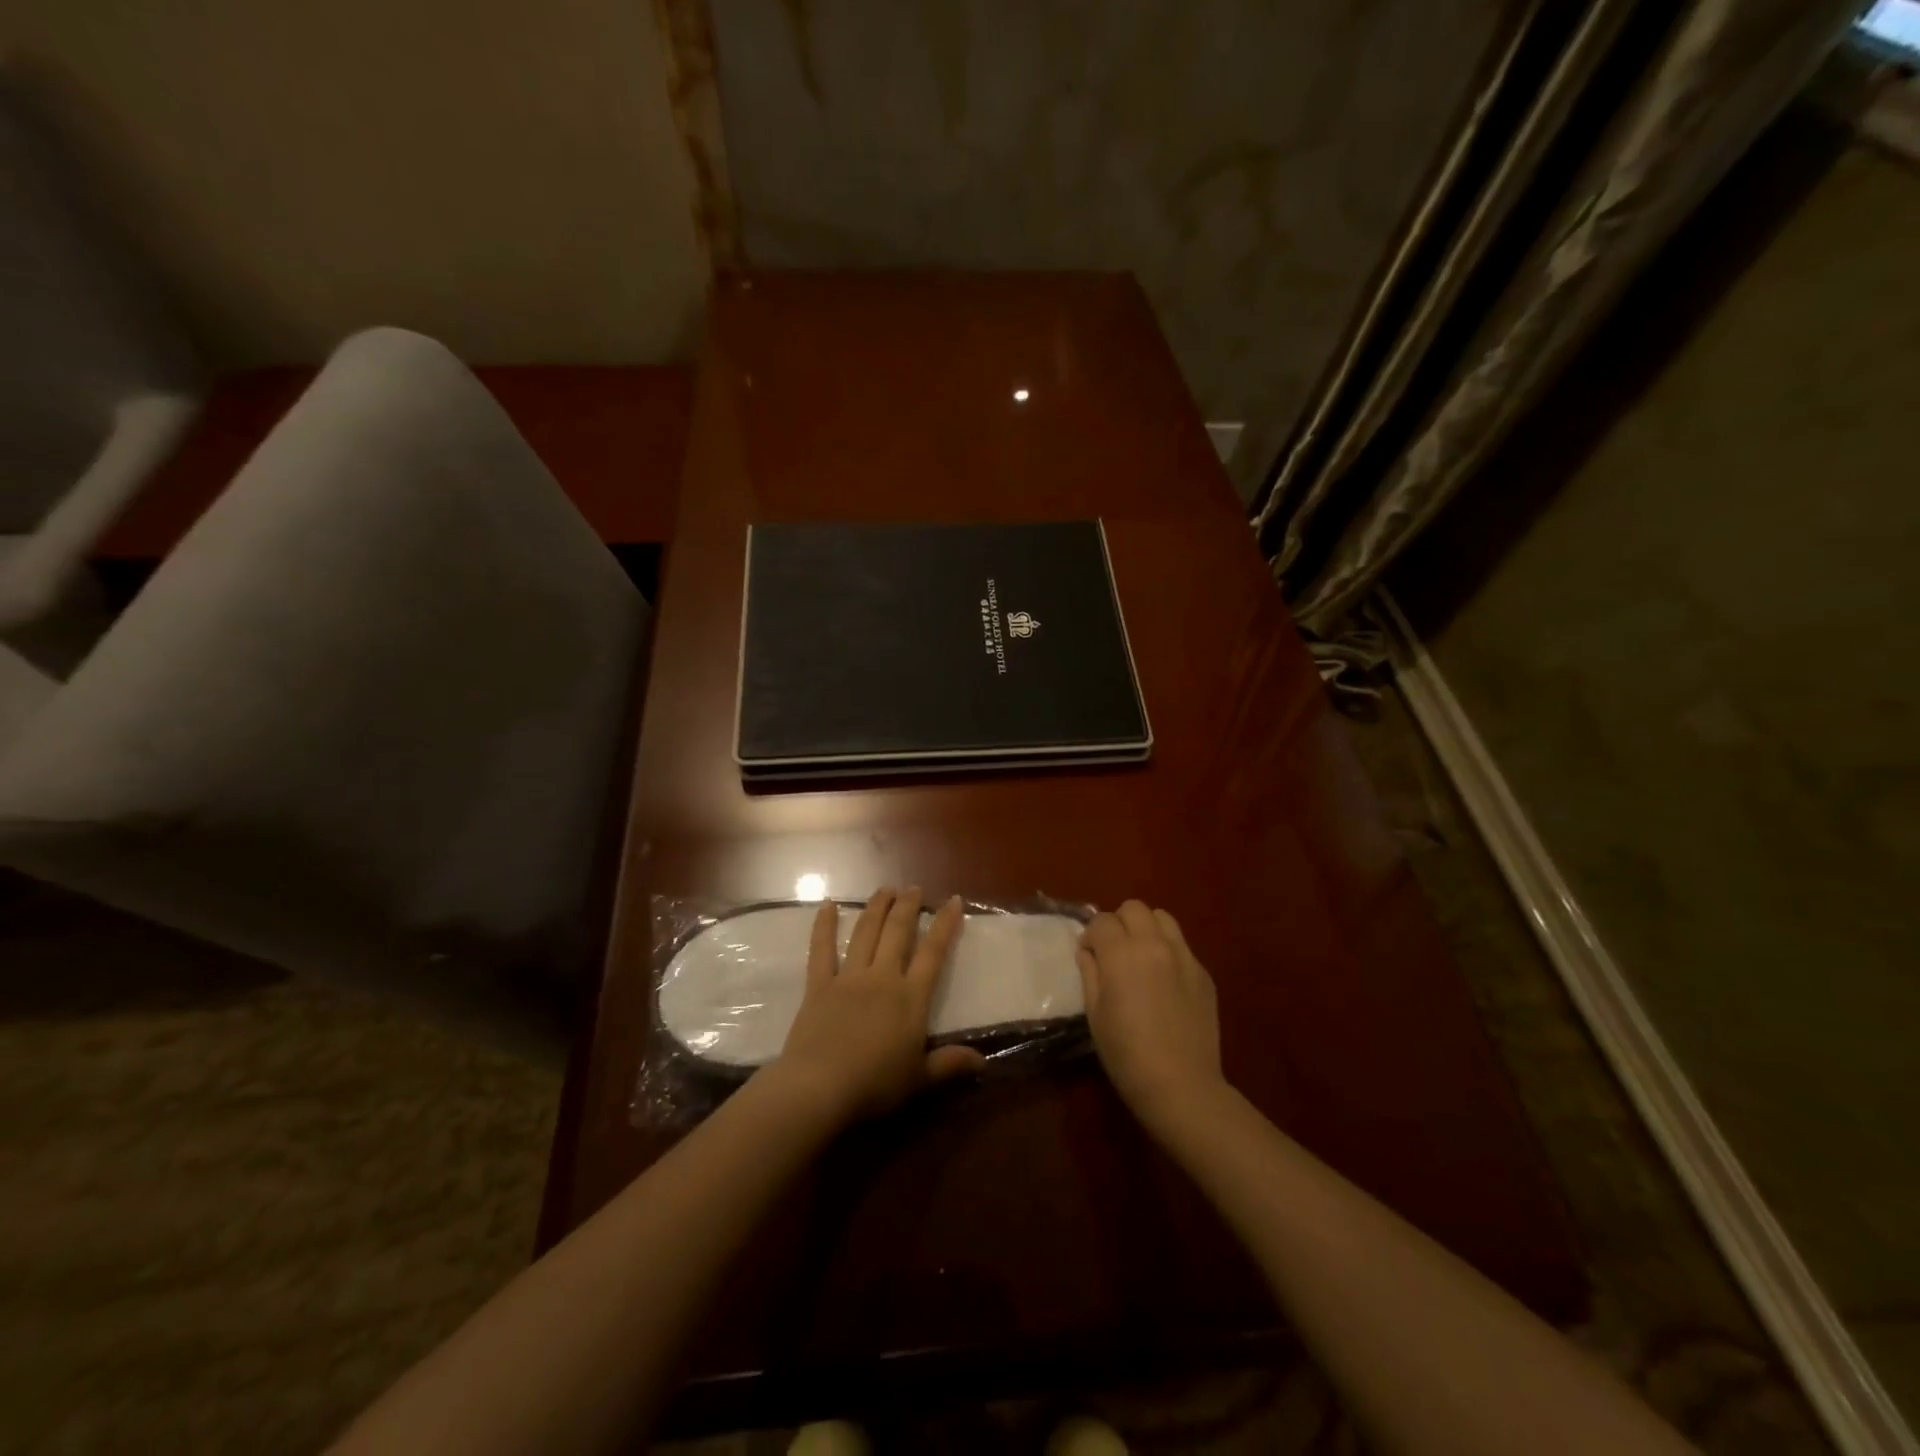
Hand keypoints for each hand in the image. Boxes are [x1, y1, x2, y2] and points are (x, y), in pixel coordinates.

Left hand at [768, 888, 985, 1125]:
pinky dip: (824, 926)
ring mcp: (849, 978)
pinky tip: (827, 905)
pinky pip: (821, 950)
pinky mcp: (819, 986)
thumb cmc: (875, 1086)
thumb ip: (950, 1064)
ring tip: (885, 889)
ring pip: (865, 932)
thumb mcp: (920, 1079)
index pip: (934, 953)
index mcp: (911, 998)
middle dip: (908, 907)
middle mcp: (883, 977)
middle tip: (914, 888)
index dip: (945, 925)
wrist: (821, 1087)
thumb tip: (984, 1062)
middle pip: (898, 932)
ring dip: (876, 907)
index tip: (953, 900)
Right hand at [1077, 900, 1226, 1131]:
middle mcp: (1155, 944)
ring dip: (1146, 928)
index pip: (1101, 921)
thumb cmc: (1126, 1054)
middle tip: (1114, 952)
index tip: (1089, 957)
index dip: (1090, 936)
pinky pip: (1182, 945)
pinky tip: (1164, 981)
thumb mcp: (1095, 1013)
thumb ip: (1090, 973)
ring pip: (1162, 917)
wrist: (1181, 1085)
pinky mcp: (1203, 973)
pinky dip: (1168, 950)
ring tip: (1141, 957)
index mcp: (1122, 953)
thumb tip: (1089, 951)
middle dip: (1118, 923)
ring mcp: (1184, 956)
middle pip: (1133, 908)